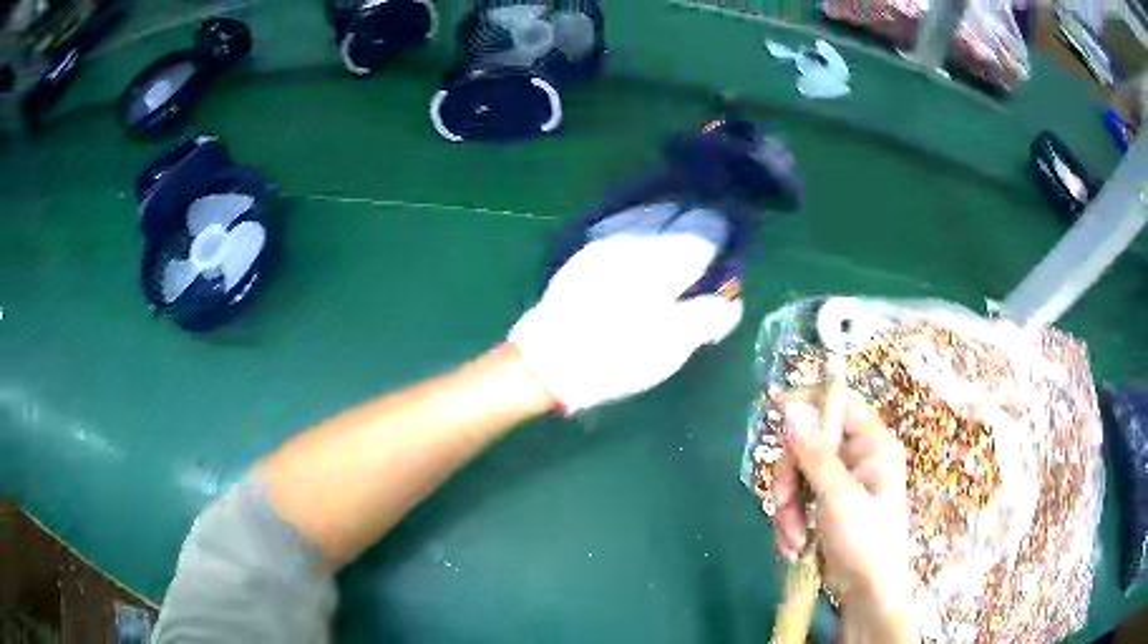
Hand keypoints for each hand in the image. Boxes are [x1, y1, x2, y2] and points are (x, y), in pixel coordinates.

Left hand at [509, 220, 742, 412]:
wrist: (549, 360)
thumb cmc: (617, 356)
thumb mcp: (671, 348)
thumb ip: (707, 318)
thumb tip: (730, 300)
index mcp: (664, 264)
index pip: (702, 232)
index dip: (719, 230)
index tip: (730, 230)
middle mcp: (637, 243)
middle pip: (675, 216)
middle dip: (696, 218)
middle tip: (711, 225)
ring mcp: (608, 244)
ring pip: (648, 215)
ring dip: (670, 216)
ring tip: (682, 221)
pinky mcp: (587, 254)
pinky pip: (624, 224)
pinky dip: (643, 222)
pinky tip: (645, 230)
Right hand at [772, 389, 916, 642]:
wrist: (869, 593)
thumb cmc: (866, 542)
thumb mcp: (839, 499)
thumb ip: (815, 455)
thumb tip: (791, 408)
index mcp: (873, 444)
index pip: (840, 401)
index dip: (809, 400)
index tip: (774, 411)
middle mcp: (858, 456)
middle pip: (810, 442)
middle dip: (790, 477)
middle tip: (782, 505)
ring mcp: (843, 481)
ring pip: (799, 473)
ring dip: (788, 507)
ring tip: (792, 540)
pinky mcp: (829, 503)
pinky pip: (799, 498)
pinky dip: (791, 521)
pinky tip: (794, 547)